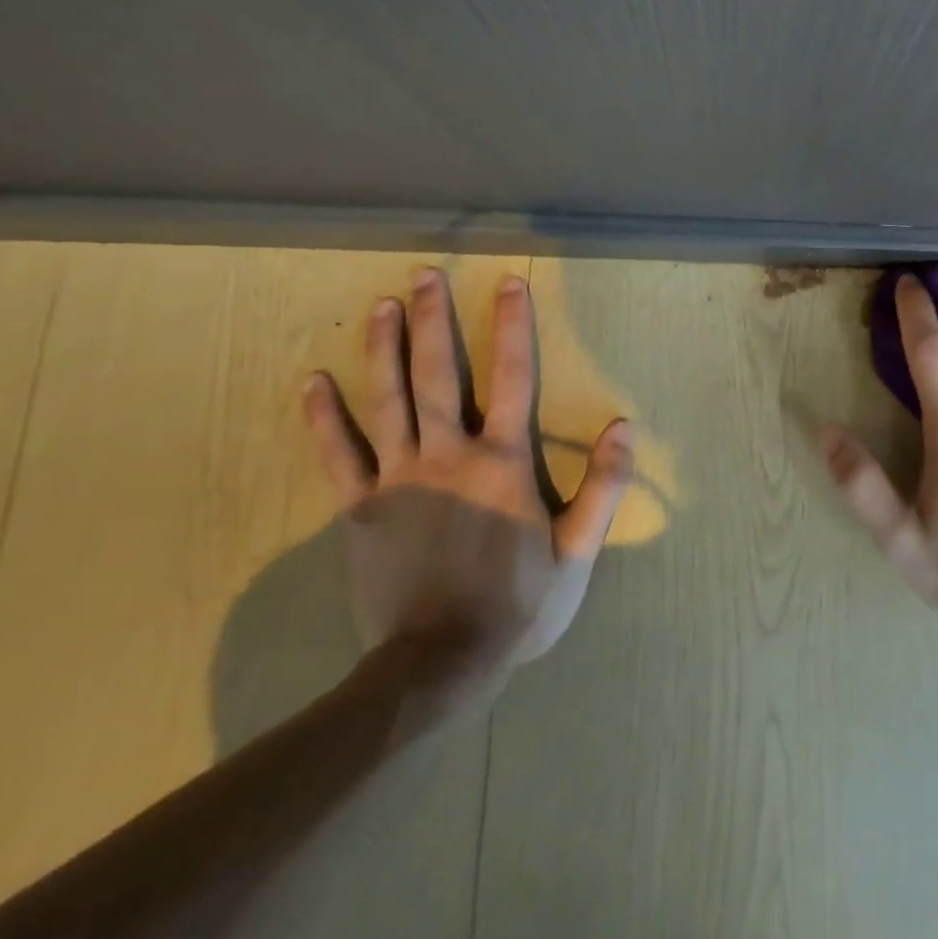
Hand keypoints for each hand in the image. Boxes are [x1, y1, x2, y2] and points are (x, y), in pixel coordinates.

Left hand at [302, 268, 632, 712]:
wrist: (440, 663)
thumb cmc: (519, 602)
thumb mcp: (579, 549)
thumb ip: (604, 484)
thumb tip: (624, 425)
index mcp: (502, 461)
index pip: (512, 377)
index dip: (512, 326)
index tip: (507, 283)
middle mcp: (448, 455)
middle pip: (437, 375)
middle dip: (433, 320)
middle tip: (424, 275)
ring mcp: (397, 479)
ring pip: (387, 400)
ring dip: (383, 349)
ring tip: (381, 306)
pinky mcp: (360, 509)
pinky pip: (339, 454)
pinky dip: (324, 417)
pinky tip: (312, 382)